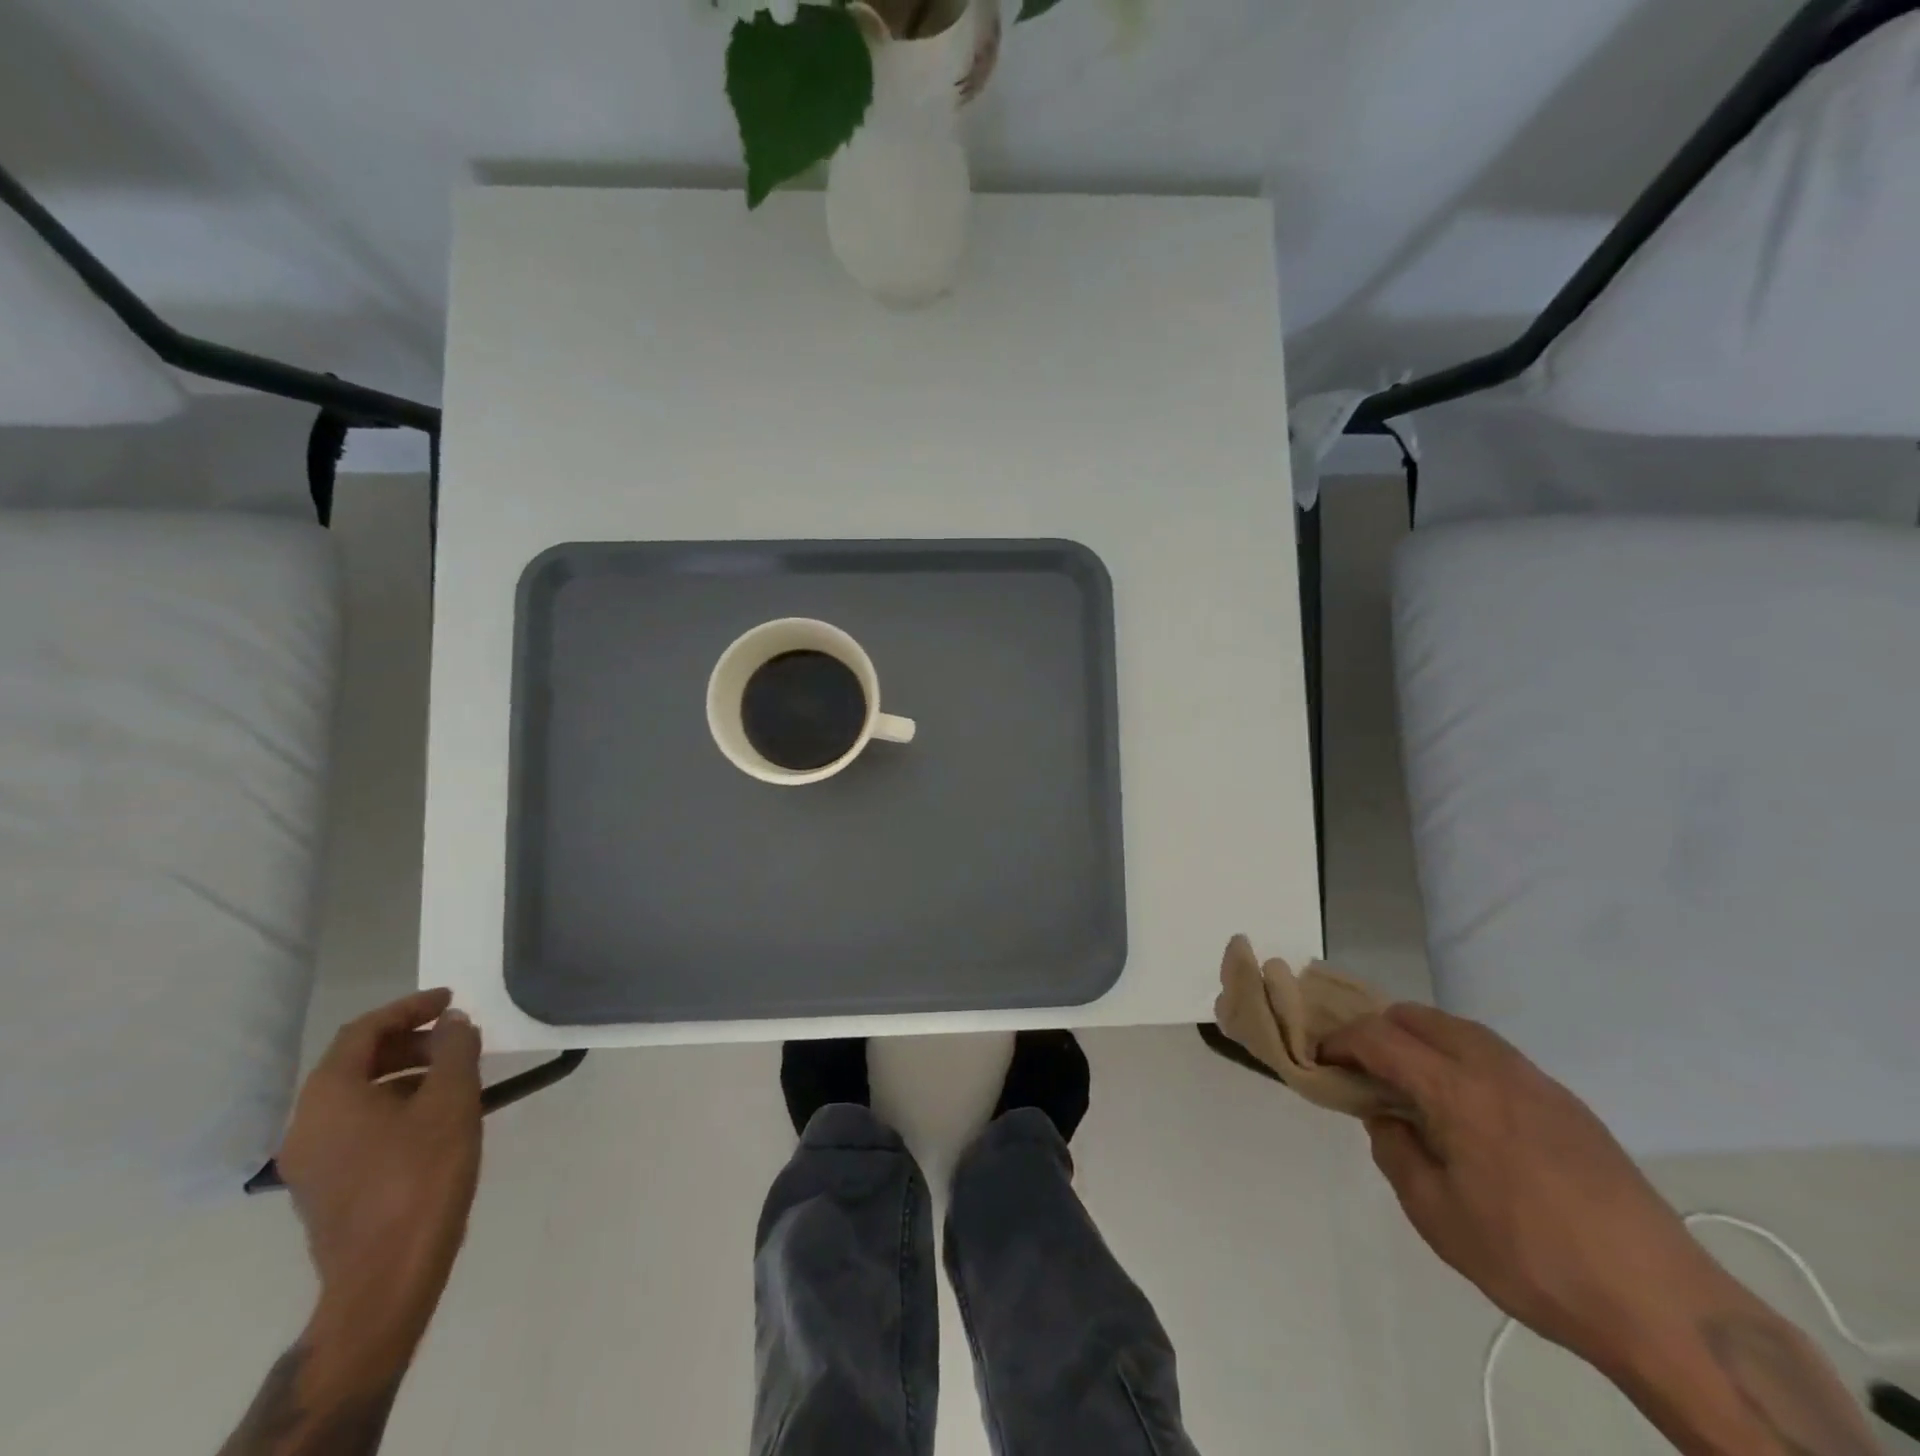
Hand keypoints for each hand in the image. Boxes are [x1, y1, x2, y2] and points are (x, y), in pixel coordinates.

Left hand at [278, 988, 482, 1368]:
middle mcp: (306, 1123)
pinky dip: (396, 1105)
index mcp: (328, 1096)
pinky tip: (436, 1118)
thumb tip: (452, 1022)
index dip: (410, 1007)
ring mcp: (310, 1160)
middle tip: (458, 1040)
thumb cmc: (421, 1175)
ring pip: (359, 1095)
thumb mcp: (452, 1100)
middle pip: (357, 1062)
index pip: (364, 1031)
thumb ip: (454, 1050)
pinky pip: (359, 1125)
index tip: (451, 1000)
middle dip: (411, 1042)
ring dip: (407, 1074)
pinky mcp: (326, 1187)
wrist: (386, 1276)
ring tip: (456, 1077)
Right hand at [1319, 1003, 1733, 1373]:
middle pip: (1420, 1017)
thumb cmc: (1531, 1258)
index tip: (1321, 1058)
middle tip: (1362, 1066)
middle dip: (1379, 1029)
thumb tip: (1386, 1117)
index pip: (1379, 1037)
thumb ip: (1395, 1151)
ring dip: (1422, 1040)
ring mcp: (1538, 1082)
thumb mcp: (1436, 1215)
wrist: (1662, 1306)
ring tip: (1409, 1081)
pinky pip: (1496, 1056)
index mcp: (1455, 1089)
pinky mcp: (1569, 1105)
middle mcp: (1494, 1068)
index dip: (1341, 1040)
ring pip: (1461, 1029)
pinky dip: (1461, 1059)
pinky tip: (1467, 1108)